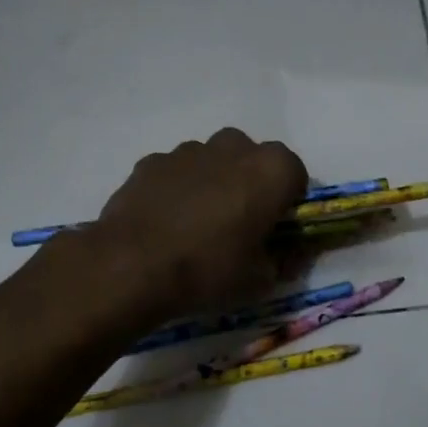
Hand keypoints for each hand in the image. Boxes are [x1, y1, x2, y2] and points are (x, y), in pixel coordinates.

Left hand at [86, 128, 308, 323]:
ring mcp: (188, 150)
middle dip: (251, 185)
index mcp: (271, 170)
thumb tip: (290, 254)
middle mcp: (233, 147)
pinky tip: (165, 223)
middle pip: (253, 160)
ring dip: (213, 183)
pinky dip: (177, 189)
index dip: (288, 202)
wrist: (131, 267)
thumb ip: (283, 260)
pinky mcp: (152, 161)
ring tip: (197, 226)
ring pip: (212, 161)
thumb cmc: (209, 270)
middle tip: (239, 224)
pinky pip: (176, 172)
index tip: (276, 228)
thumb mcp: (260, 279)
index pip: (296, 175)